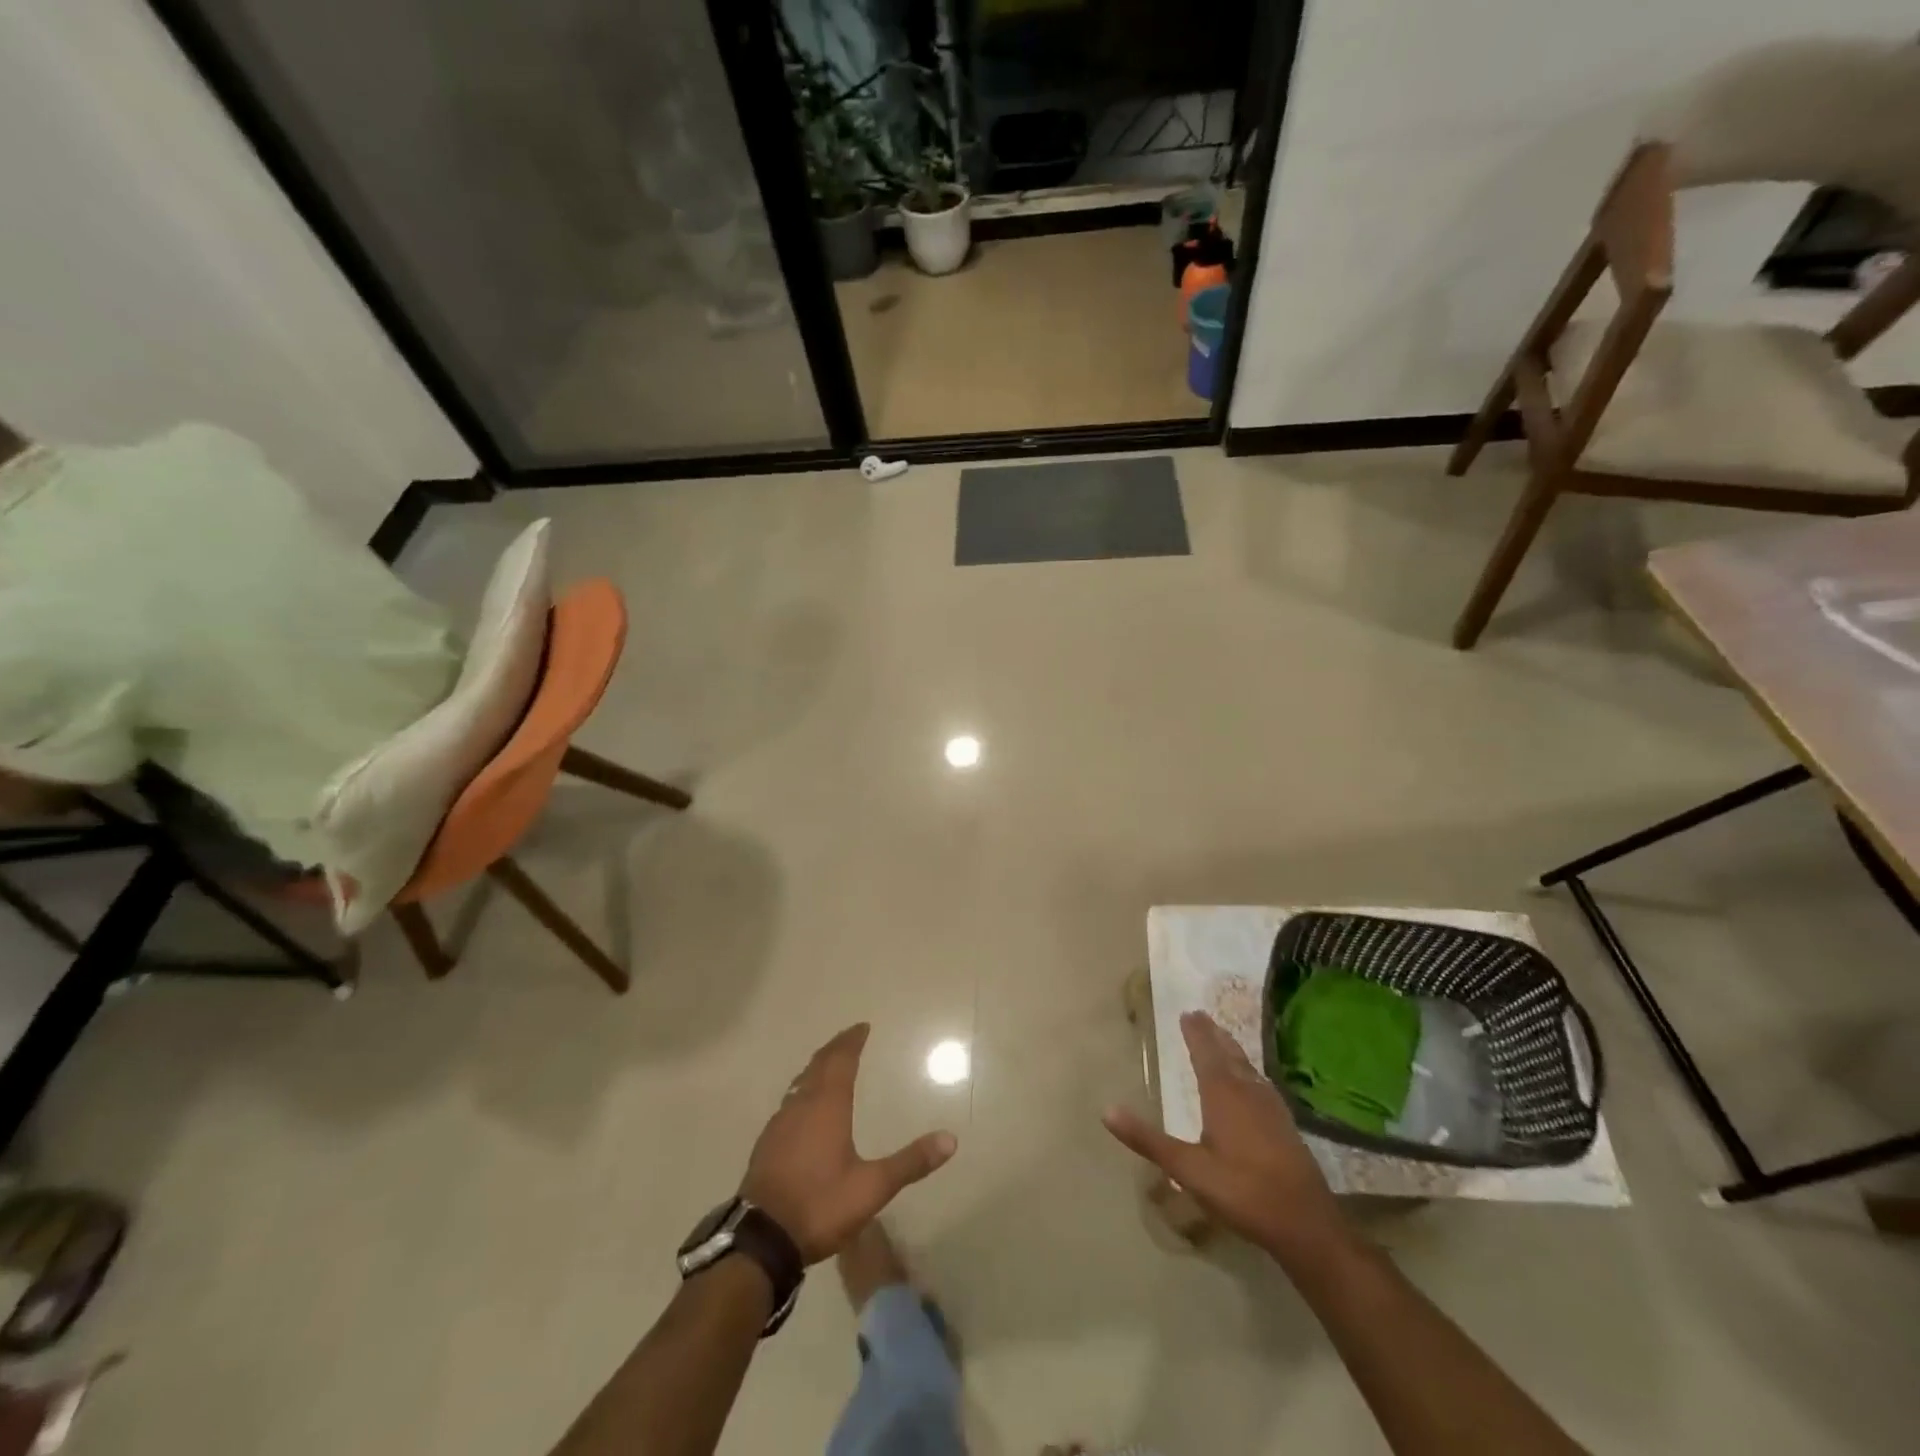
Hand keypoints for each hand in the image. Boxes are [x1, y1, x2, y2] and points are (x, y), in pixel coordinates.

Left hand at [741, 1024, 957, 1263]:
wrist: (761, 1239)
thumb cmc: (820, 1205)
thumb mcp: (872, 1187)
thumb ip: (910, 1162)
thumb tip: (951, 1139)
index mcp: (827, 1106)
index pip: (841, 1061)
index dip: (852, 1041)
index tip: (862, 1027)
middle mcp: (801, 1106)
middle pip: (818, 1065)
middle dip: (835, 1048)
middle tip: (849, 1038)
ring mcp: (780, 1124)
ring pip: (800, 1083)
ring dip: (816, 1068)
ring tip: (828, 1066)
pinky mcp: (766, 1144)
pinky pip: (789, 1102)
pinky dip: (802, 1091)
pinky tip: (804, 1107)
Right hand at [1103, 1011, 1350, 1268]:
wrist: (1307, 1225)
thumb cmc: (1243, 1192)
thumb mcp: (1188, 1170)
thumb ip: (1149, 1140)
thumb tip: (1107, 1110)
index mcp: (1223, 1095)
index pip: (1206, 1053)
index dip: (1195, 1033)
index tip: (1187, 1013)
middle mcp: (1248, 1092)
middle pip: (1229, 1054)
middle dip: (1213, 1035)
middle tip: (1201, 1016)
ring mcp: (1271, 1107)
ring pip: (1247, 1067)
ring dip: (1232, 1049)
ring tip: (1222, 1039)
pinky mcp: (1285, 1124)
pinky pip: (1260, 1083)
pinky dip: (1248, 1071)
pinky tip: (1251, 1082)